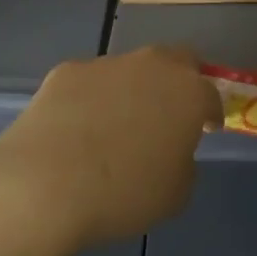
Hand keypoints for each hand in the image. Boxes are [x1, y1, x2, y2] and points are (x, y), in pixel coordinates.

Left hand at [0, 46, 221, 253]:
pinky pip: (90, 83)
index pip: (212, 94)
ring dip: (132, 90)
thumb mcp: (175, 194)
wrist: (44, 184)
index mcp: (188, 92)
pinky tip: (77, 129)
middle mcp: (152, 66)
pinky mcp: (66, 71)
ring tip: (115, 128)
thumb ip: (183, 163)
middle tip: (169, 114)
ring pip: (131, 70)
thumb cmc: (123, 194)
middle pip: (177, 61)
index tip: (206, 129)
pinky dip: (91, 99)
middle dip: (179, 82)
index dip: (211, 113)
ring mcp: (107, 64)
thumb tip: (170, 151)